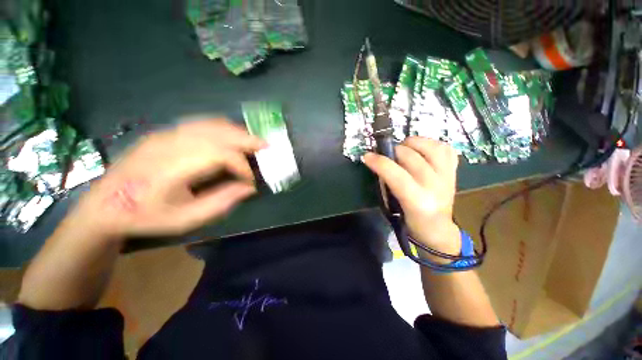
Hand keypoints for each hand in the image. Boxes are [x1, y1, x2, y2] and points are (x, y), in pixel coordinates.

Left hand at [67, 118, 265, 240]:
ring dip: (236, 132)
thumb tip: (248, 188)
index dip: (242, 167)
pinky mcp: (163, 133)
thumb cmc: (145, 217)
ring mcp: (165, 135)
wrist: (103, 206)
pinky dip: (221, 128)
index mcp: (173, 167)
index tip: (250, 181)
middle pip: (218, 133)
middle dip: (247, 140)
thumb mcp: (186, 219)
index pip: (220, 155)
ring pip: (210, 124)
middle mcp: (170, 144)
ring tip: (253, 141)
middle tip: (267, 147)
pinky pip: (199, 124)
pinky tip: (231, 136)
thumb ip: (221, 202)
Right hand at [362, 137, 459, 252]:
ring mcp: (448, 177)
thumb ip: (387, 183)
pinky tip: (421, 150)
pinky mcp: (454, 171)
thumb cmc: (410, 221)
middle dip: (393, 151)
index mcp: (418, 201)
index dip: (379, 162)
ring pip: (432, 147)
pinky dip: (431, 144)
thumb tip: (379, 162)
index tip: (367, 156)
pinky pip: (445, 148)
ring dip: (413, 143)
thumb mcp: (393, 207)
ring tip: (404, 148)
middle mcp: (435, 187)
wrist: (438, 229)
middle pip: (411, 157)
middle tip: (386, 156)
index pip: (396, 175)